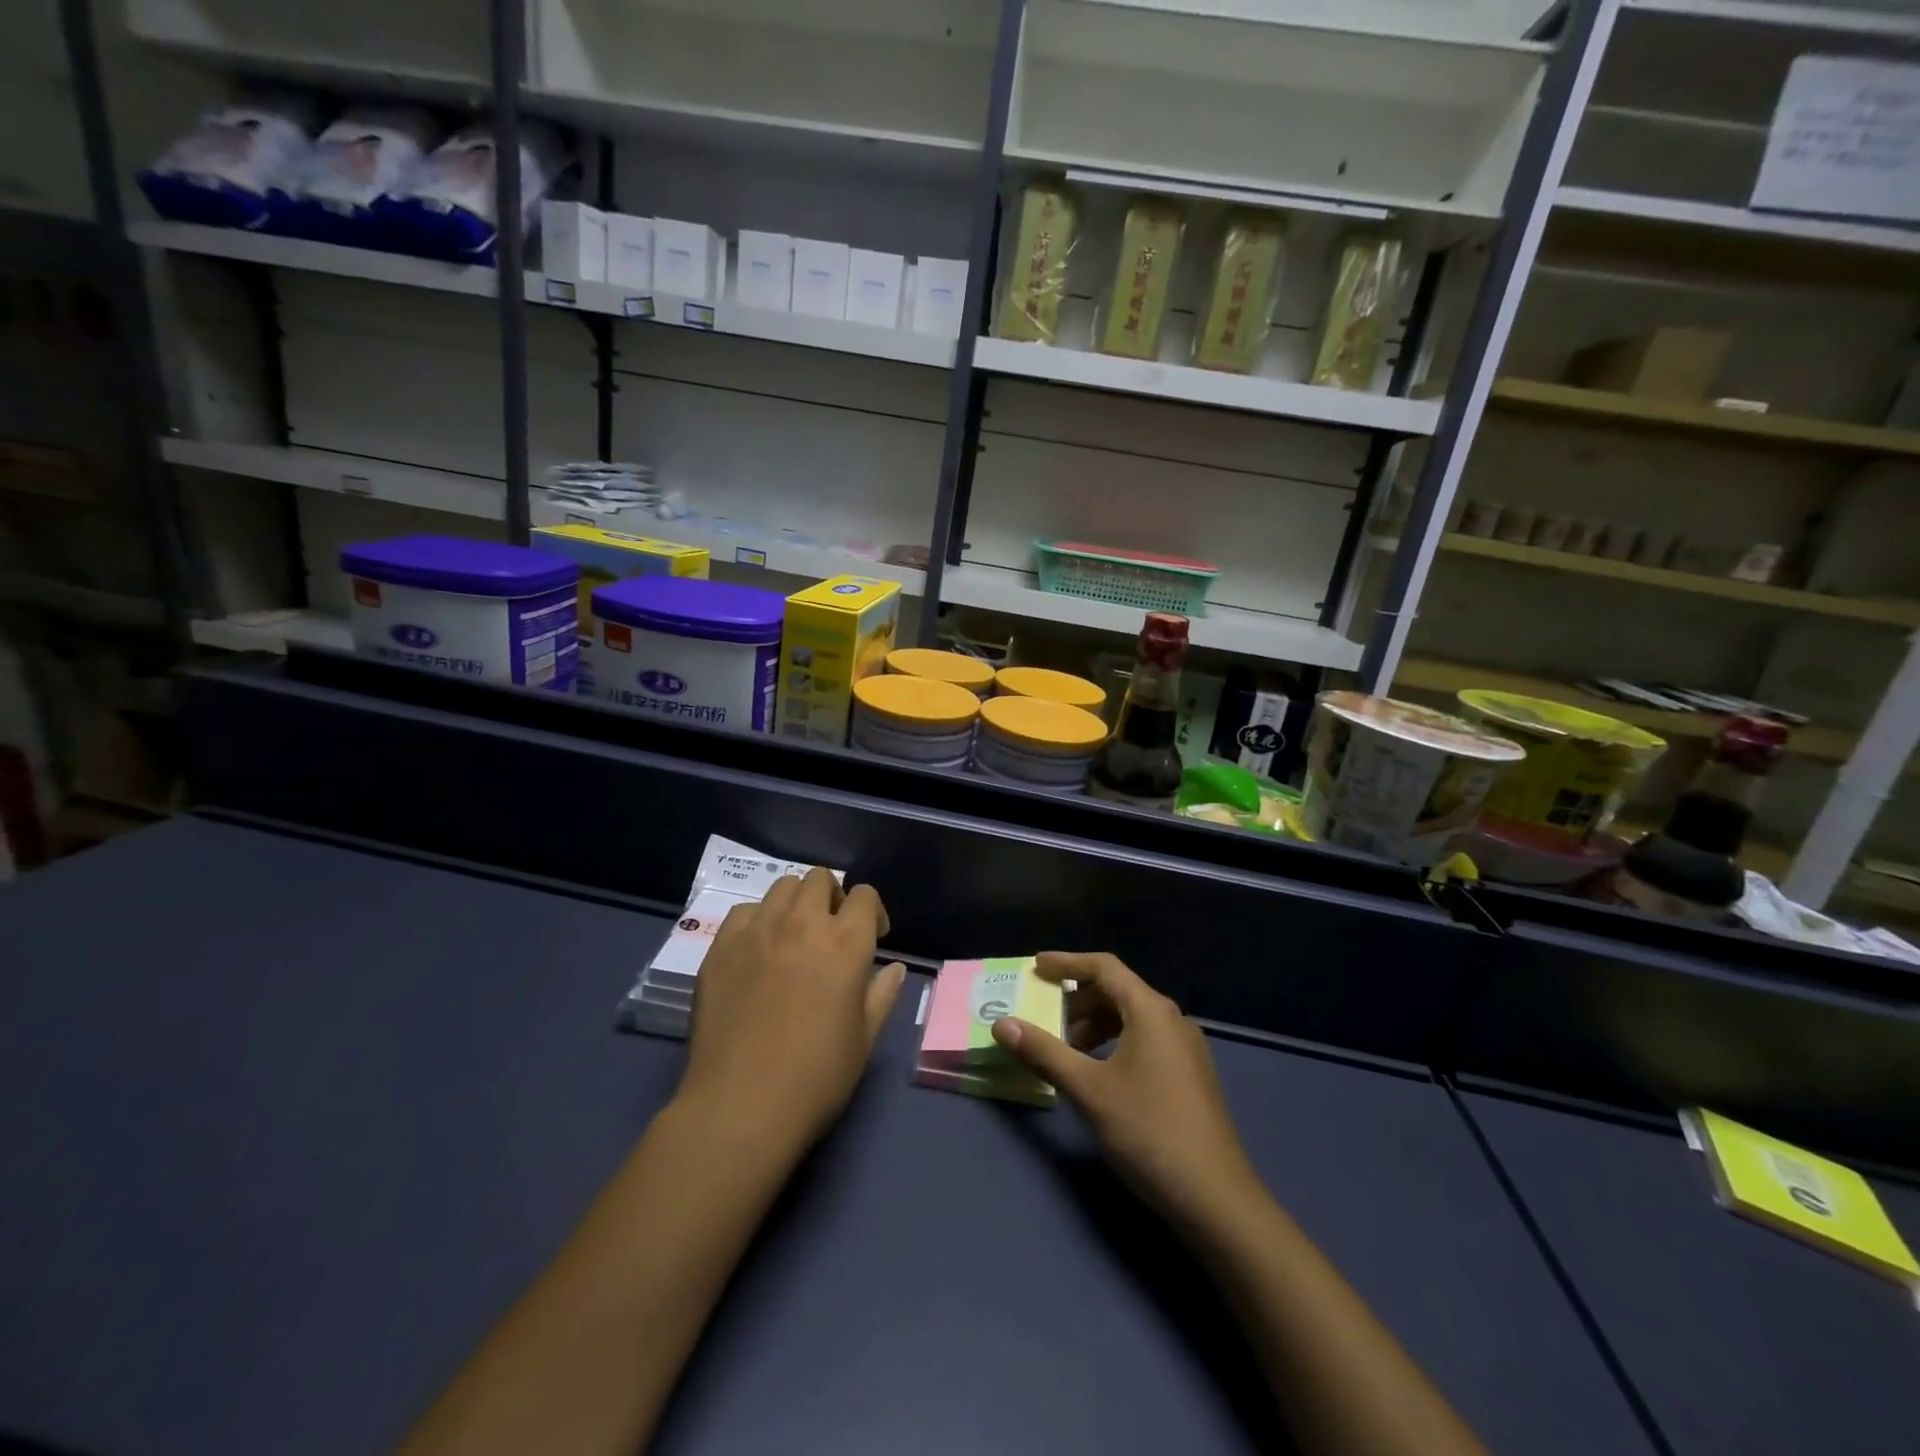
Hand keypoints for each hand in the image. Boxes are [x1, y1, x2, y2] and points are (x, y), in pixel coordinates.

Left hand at [678, 868, 905, 1153]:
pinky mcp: (721, 946)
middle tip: (832, 932)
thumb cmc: (816, 1078)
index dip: (872, 911)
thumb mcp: (864, 1039)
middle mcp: (802, 923)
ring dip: (796, 903)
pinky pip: (744, 912)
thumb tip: (893, 967)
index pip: (864, 895)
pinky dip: (758, 921)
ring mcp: (757, 930)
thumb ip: (882, 994)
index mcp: (846, 942)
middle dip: (833, 898)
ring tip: (794, 936)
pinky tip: (758, 952)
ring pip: (782, 887)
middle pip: (820, 879)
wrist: (740, 1107)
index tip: (874, 937)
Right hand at [992, 952, 1263, 1237]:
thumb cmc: (1148, 1131)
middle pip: (1118, 990)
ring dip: (1094, 1024)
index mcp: (1150, 1010)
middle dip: (1077, 998)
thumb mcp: (1088, 1090)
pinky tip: (1097, 1072)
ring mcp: (1185, 1048)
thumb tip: (1002, 1024)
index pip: (1104, 967)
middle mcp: (1171, 1019)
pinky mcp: (1189, 1075)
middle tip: (1044, 1015)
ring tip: (1065, 1048)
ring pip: (1131, 1018)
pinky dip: (1114, 1043)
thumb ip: (1044, 1052)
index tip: (1035, 968)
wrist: (1215, 1198)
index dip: (1066, 963)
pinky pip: (1144, 1040)